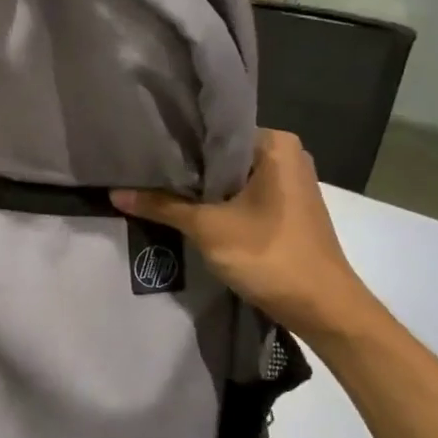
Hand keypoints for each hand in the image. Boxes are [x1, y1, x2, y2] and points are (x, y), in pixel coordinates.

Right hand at [112, 130, 378, 342]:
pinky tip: (184, 208)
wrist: (323, 307)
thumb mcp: (207, 228)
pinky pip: (240, 194)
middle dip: (185, 165)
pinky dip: (215, 201)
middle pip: (221, 153)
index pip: (214, 129)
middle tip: (138, 166)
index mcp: (275, 145)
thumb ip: (161, 206)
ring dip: (198, 186)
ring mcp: (287, 183)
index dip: (176, 138)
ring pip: (229, 177)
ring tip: (152, 184)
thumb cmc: (269, 255)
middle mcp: (285, 155)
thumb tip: (113, 193)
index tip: (140, 144)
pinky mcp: (284, 208)